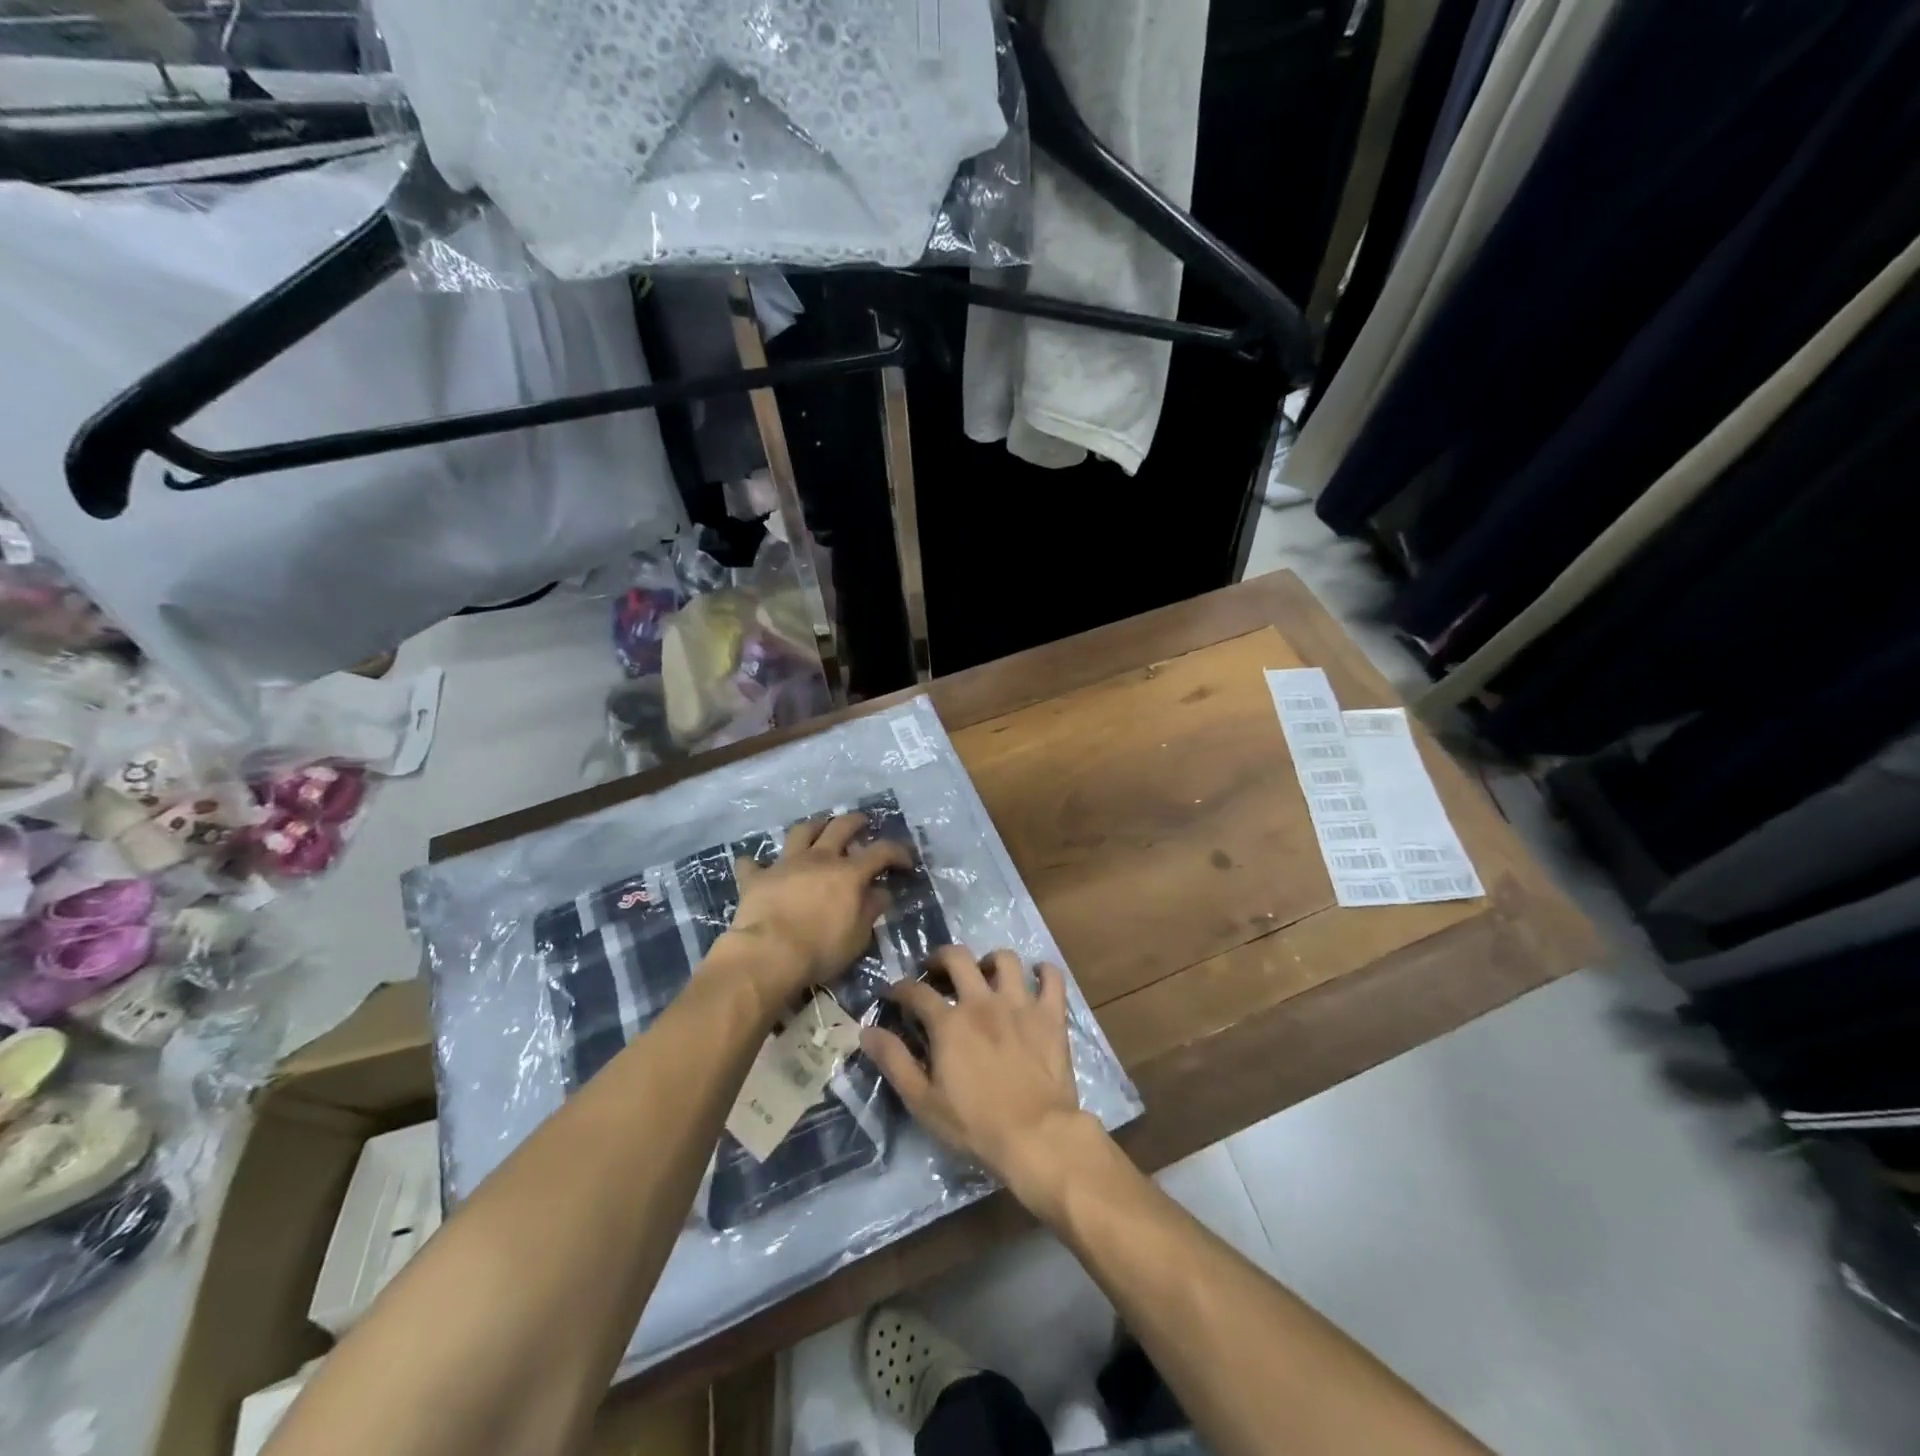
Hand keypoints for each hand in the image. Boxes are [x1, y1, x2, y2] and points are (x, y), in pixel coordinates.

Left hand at [722, 812, 912, 1012]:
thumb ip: (870, 910)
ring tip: (818, 828)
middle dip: (855, 821)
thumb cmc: (820, 949)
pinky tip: (756, 866)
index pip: (881, 852)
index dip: (897, 852)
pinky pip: (753, 864)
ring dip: (813, 826)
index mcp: (848, 873)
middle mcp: (819, 859)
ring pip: (801, 832)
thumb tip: (880, 892)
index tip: (906, 861)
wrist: (768, 955)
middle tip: (862, 823)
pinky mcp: (757, 878)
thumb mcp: (857, 936)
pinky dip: (756, 864)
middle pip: (840, 827)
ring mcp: (786, 864)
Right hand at [862, 945, 1093, 1202]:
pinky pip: (1052, 978)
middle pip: (958, 957)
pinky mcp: (1051, 1014)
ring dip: (991, 961)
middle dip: (941, 957)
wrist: (1036, 1136)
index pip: (916, 991)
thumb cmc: (975, 1124)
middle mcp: (982, 1001)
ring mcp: (1020, 1003)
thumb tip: (867, 1031)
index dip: (901, 988)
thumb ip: (894, 1061)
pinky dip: (1044, 972)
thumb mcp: (923, 1100)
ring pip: (1005, 958)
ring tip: (986, 974)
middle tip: (937, 971)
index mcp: (949, 1022)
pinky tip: (1037, 977)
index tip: (895, 994)